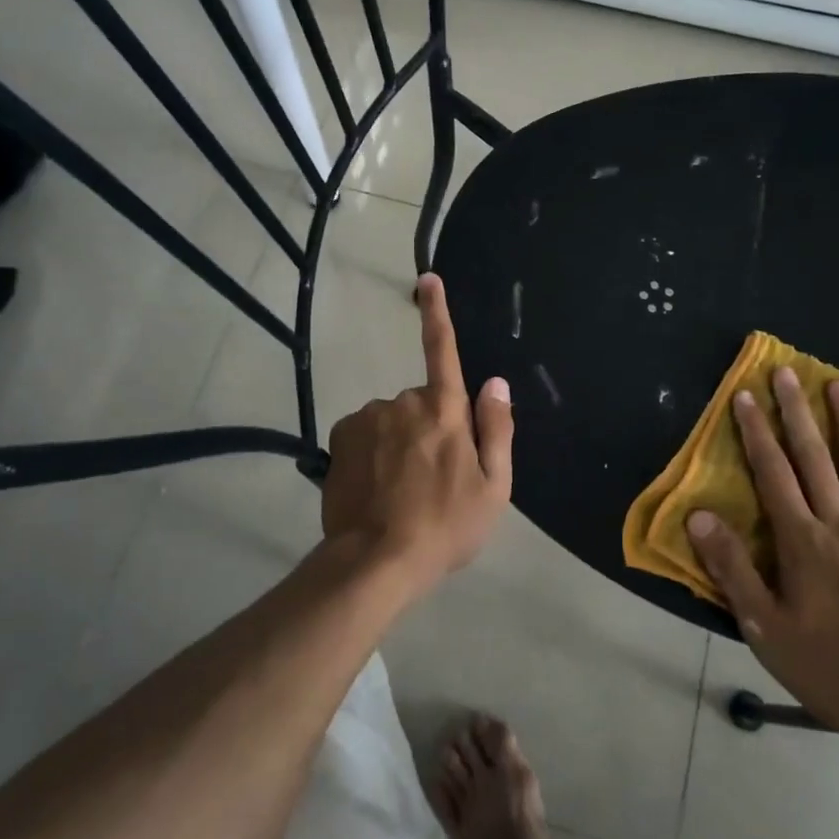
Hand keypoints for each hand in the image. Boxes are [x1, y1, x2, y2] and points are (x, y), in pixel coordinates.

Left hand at [321, 273, 513, 587]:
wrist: (377, 561)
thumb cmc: (446, 526)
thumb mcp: (494, 487)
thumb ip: (497, 429)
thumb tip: (496, 383)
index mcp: (445, 410)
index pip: (443, 350)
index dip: (438, 312)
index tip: (427, 278)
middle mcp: (403, 402)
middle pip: (423, 401)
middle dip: (430, 426)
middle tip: (435, 478)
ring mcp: (368, 418)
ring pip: (392, 419)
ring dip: (399, 442)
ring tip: (402, 491)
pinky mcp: (340, 437)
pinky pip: (365, 433)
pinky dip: (372, 451)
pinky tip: (376, 487)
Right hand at [684, 368, 838, 753]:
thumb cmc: (832, 671)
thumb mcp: (766, 628)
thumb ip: (732, 569)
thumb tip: (699, 516)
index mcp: (803, 542)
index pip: (772, 474)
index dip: (755, 433)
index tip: (744, 395)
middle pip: (815, 459)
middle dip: (796, 413)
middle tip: (786, 372)